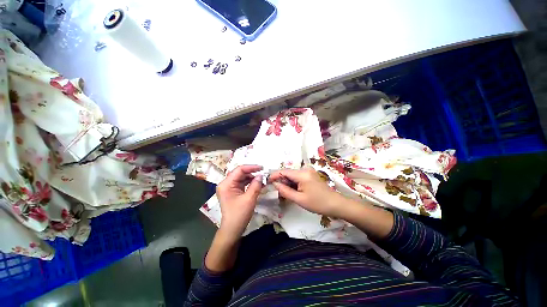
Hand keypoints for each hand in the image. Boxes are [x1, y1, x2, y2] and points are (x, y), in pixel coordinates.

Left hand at [216, 165, 262, 240]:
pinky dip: (248, 184)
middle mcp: (225, 184)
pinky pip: (240, 185)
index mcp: (226, 184)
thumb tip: (261, 176)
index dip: (251, 167)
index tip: (263, 168)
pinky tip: (257, 185)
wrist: (232, 229)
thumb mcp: (249, 199)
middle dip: (251, 173)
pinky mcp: (231, 193)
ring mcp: (227, 189)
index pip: (239, 170)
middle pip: (239, 173)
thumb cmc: (239, 214)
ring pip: (240, 179)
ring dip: (251, 178)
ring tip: (262, 179)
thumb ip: (255, 186)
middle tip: (264, 174)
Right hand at [269, 167, 345, 218]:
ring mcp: (309, 172)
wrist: (335, 204)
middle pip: (288, 173)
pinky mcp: (311, 176)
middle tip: (276, 192)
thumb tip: (275, 184)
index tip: (266, 182)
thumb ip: (285, 191)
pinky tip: (293, 192)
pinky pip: (298, 178)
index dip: (274, 176)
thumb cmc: (317, 203)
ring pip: (293, 176)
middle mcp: (305, 169)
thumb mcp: (299, 199)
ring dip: (287, 184)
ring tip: (284, 194)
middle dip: (281, 181)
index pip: (283, 171)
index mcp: (302, 174)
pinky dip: (293, 184)